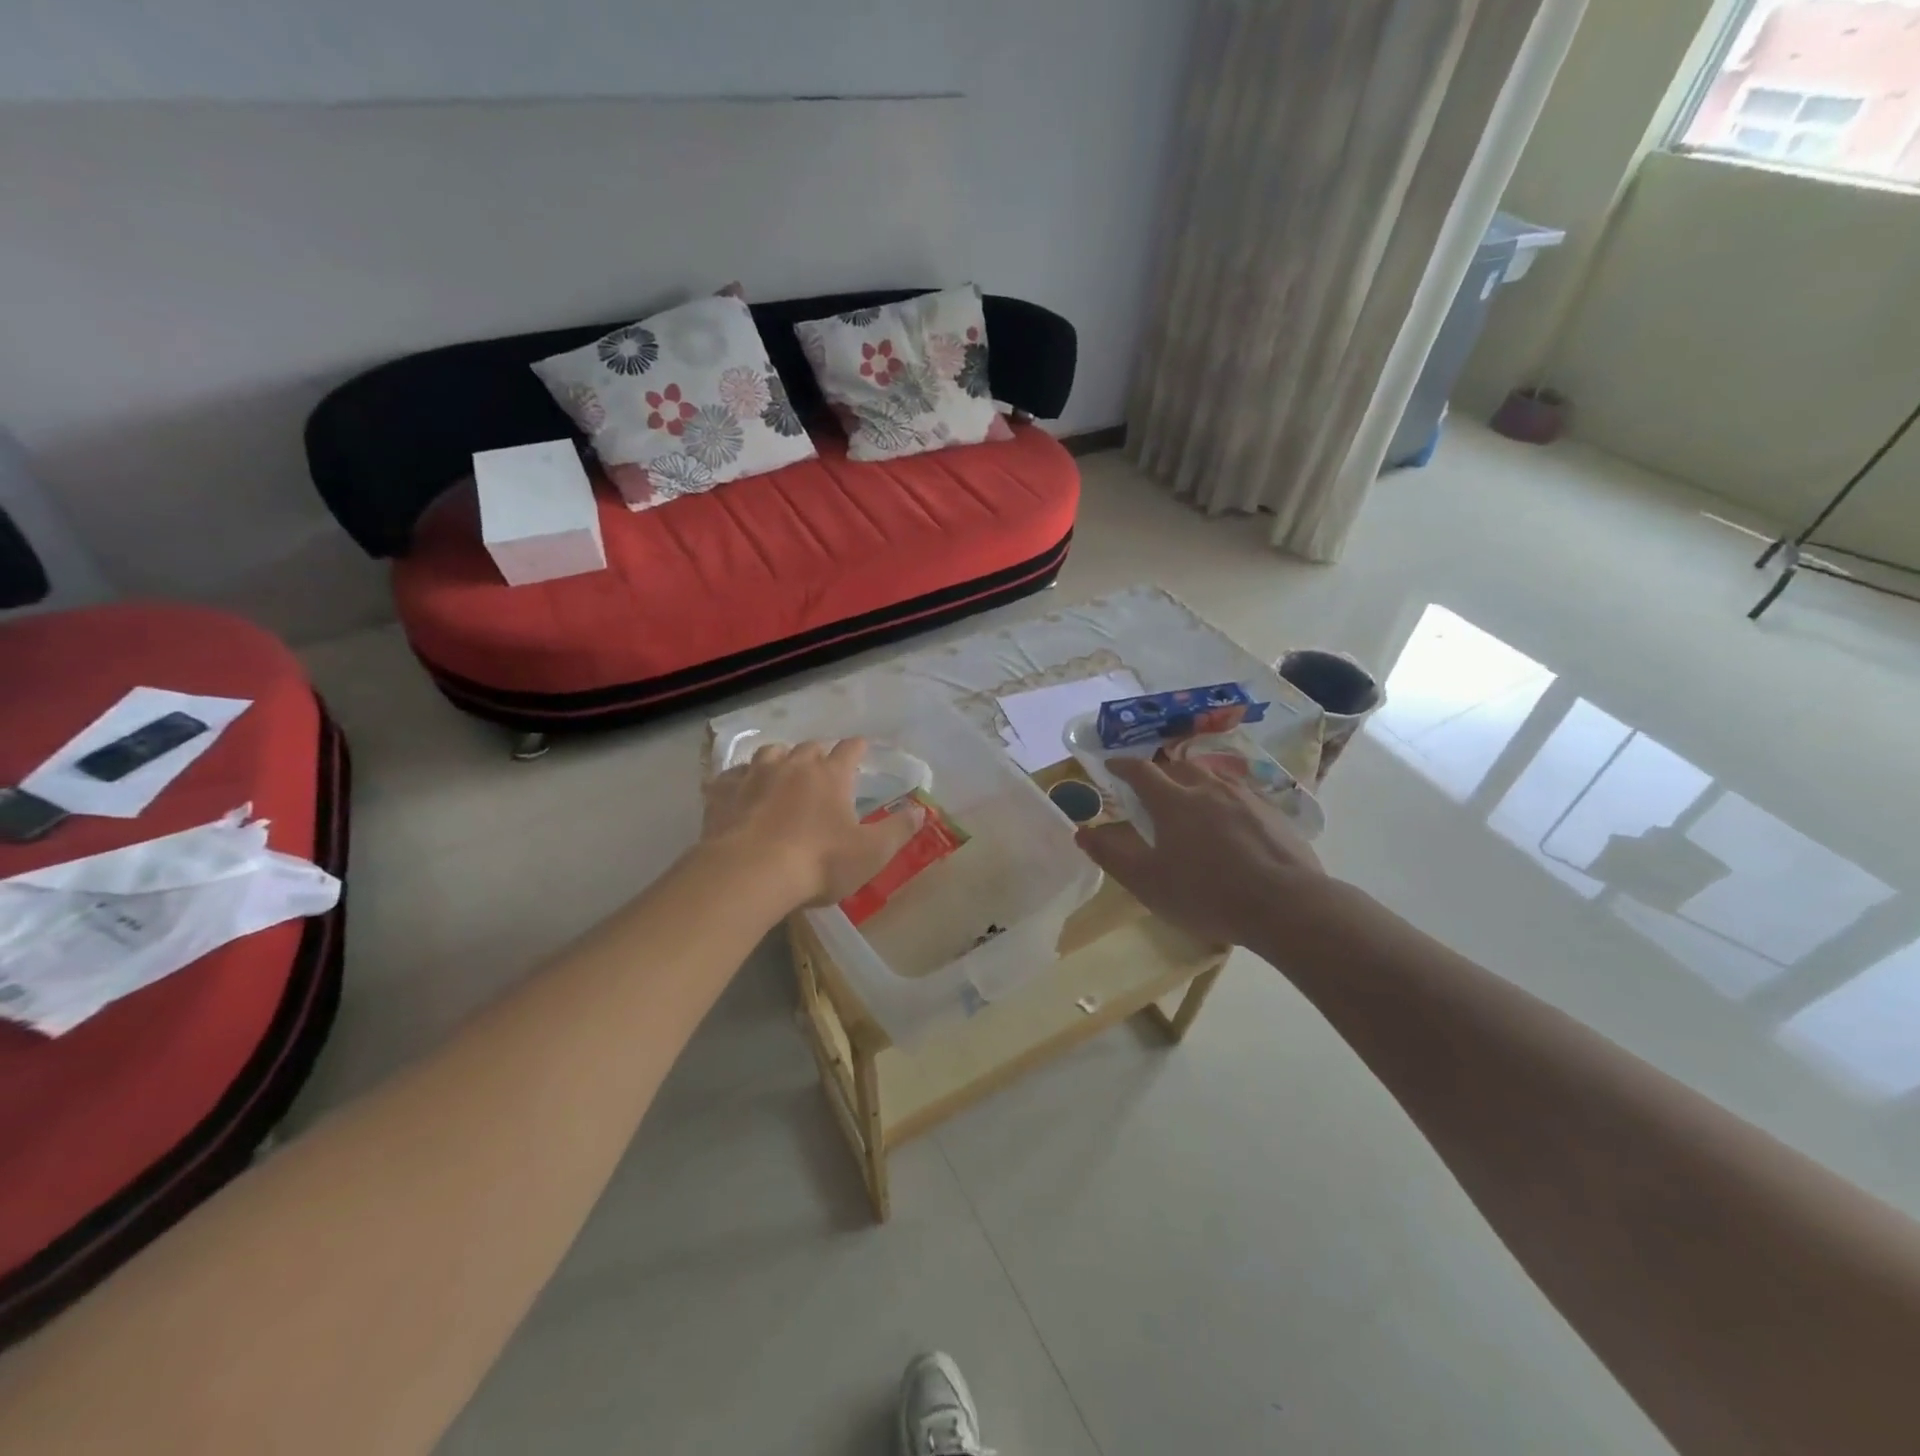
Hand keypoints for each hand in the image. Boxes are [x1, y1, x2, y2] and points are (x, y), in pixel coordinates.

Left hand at [702, 739, 919, 908]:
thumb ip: (899, 830)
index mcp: (830, 775)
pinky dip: (738, 779)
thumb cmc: (818, 863)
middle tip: (822, 769)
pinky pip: (730, 776)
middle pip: (809, 748)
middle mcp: (793, 765)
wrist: (748, 873)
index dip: (857, 748)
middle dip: (819, 754)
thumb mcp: (871, 852)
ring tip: (781, 771)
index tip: (861, 747)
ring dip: (779, 759)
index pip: (849, 750)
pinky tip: (738, 790)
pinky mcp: (722, 792)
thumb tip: (922, 810)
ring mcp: (754, 775)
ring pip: (769, 753)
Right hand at [1076, 757, 1326, 949]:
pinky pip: (1239, 794)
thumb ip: (1111, 855)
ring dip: (1194, 781)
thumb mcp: (1147, 882)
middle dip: (1160, 772)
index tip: (1111, 766)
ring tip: (1190, 799)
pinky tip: (1229, 821)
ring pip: (1212, 776)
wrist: (1284, 904)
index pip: (1140, 771)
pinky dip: (1224, 799)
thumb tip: (1082, 831)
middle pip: (1178, 766)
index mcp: (1173, 801)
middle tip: (1152, 788)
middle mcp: (1207, 788)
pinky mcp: (1272, 812)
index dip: (1122, 766)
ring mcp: (1244, 797)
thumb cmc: (1206, 894)